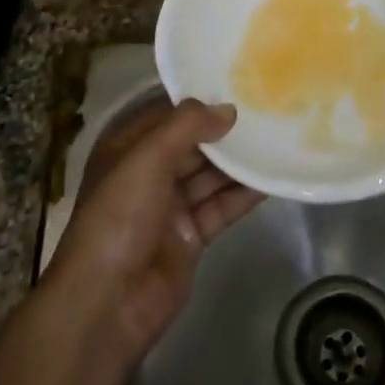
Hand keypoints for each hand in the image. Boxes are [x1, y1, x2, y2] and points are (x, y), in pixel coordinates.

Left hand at [46, 99, 262, 361]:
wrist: (108, 303)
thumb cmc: (119, 216)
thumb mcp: (147, 157)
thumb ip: (187, 126)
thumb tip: (228, 109)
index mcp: (127, 149)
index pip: (166, 114)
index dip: (198, 99)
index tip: (236, 82)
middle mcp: (148, 173)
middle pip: (192, 144)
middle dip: (223, 129)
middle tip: (266, 108)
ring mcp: (170, 206)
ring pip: (209, 175)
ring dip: (238, 161)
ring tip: (276, 137)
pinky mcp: (190, 236)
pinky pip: (220, 207)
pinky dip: (243, 194)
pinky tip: (271, 178)